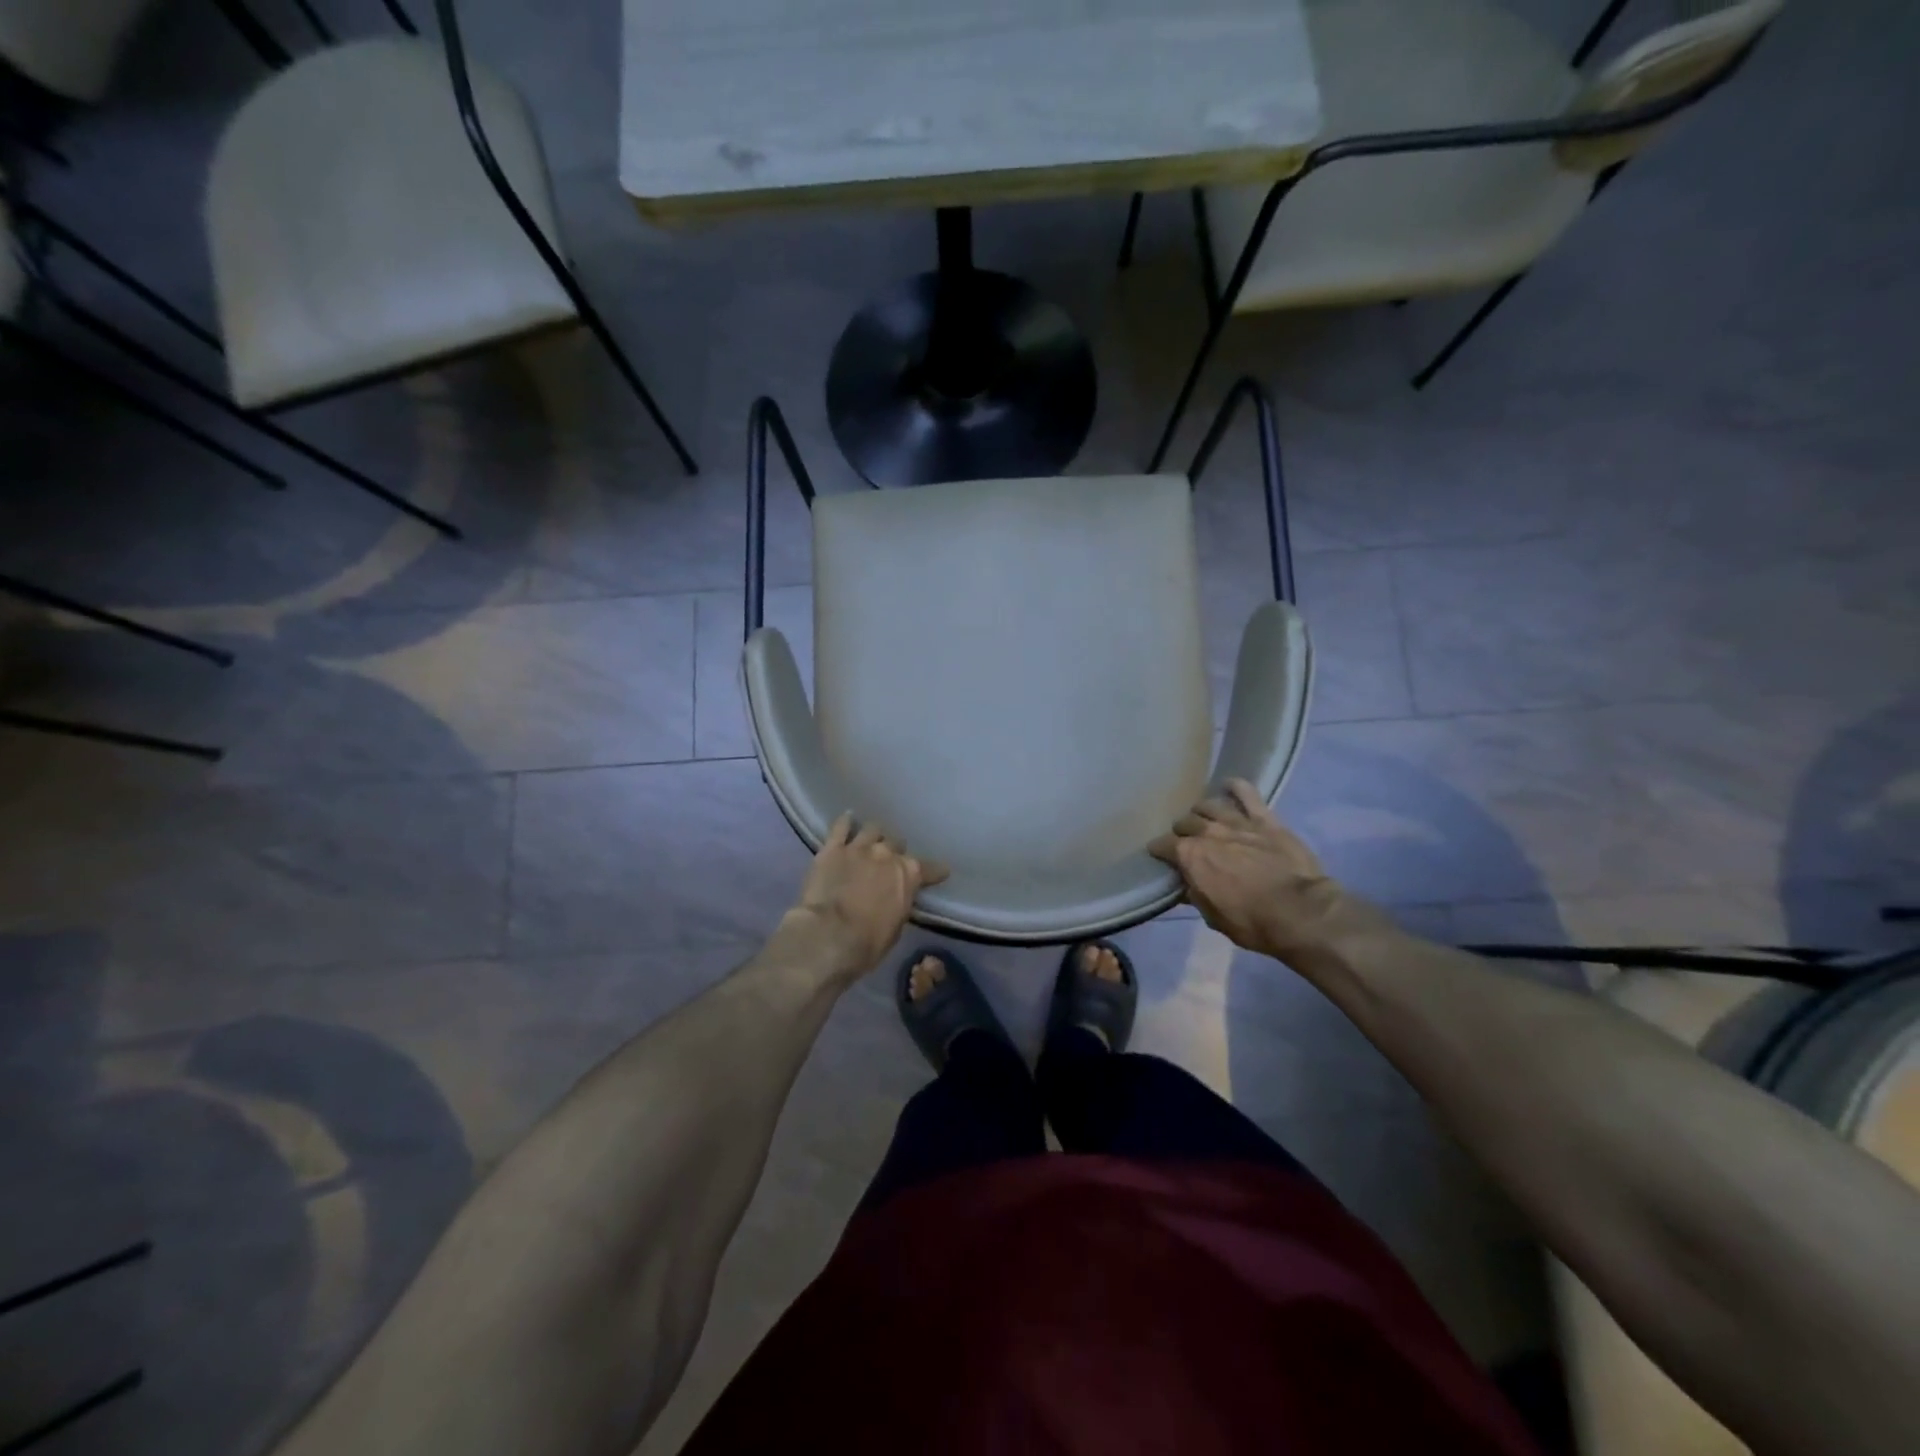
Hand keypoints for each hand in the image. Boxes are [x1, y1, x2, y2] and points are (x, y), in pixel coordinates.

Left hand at [776, 815, 948, 984]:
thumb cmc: (867, 943)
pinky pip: (841, 826)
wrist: (828, 937)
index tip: (940, 872)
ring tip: (869, 842)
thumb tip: (896, 898)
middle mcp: (887, 854)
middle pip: (896, 843)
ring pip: (872, 829)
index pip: (930, 869)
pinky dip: (846, 823)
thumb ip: (899, 904)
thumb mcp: (896, 927)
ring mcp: (859, 847)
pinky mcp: (832, 848)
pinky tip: (847, 820)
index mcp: (908, 874)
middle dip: (894, 852)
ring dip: (873, 836)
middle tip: (888, 863)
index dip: (935, 871)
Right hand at [1149, 779, 1390, 970]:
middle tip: (1186, 840)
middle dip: (1182, 831)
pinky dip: (1235, 787)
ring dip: (1202, 812)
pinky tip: (1228, 786)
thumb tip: (1185, 885)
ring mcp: (1237, 822)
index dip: (1159, 850)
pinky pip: (1246, 793)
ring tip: (1205, 819)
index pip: (1163, 845)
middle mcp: (1208, 833)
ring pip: (1209, 805)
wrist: (1300, 912)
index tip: (1159, 855)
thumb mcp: (1213, 916)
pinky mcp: (1264, 819)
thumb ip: (1195, 894)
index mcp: (1190, 857)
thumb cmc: (1252, 922)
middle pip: (1185, 821)